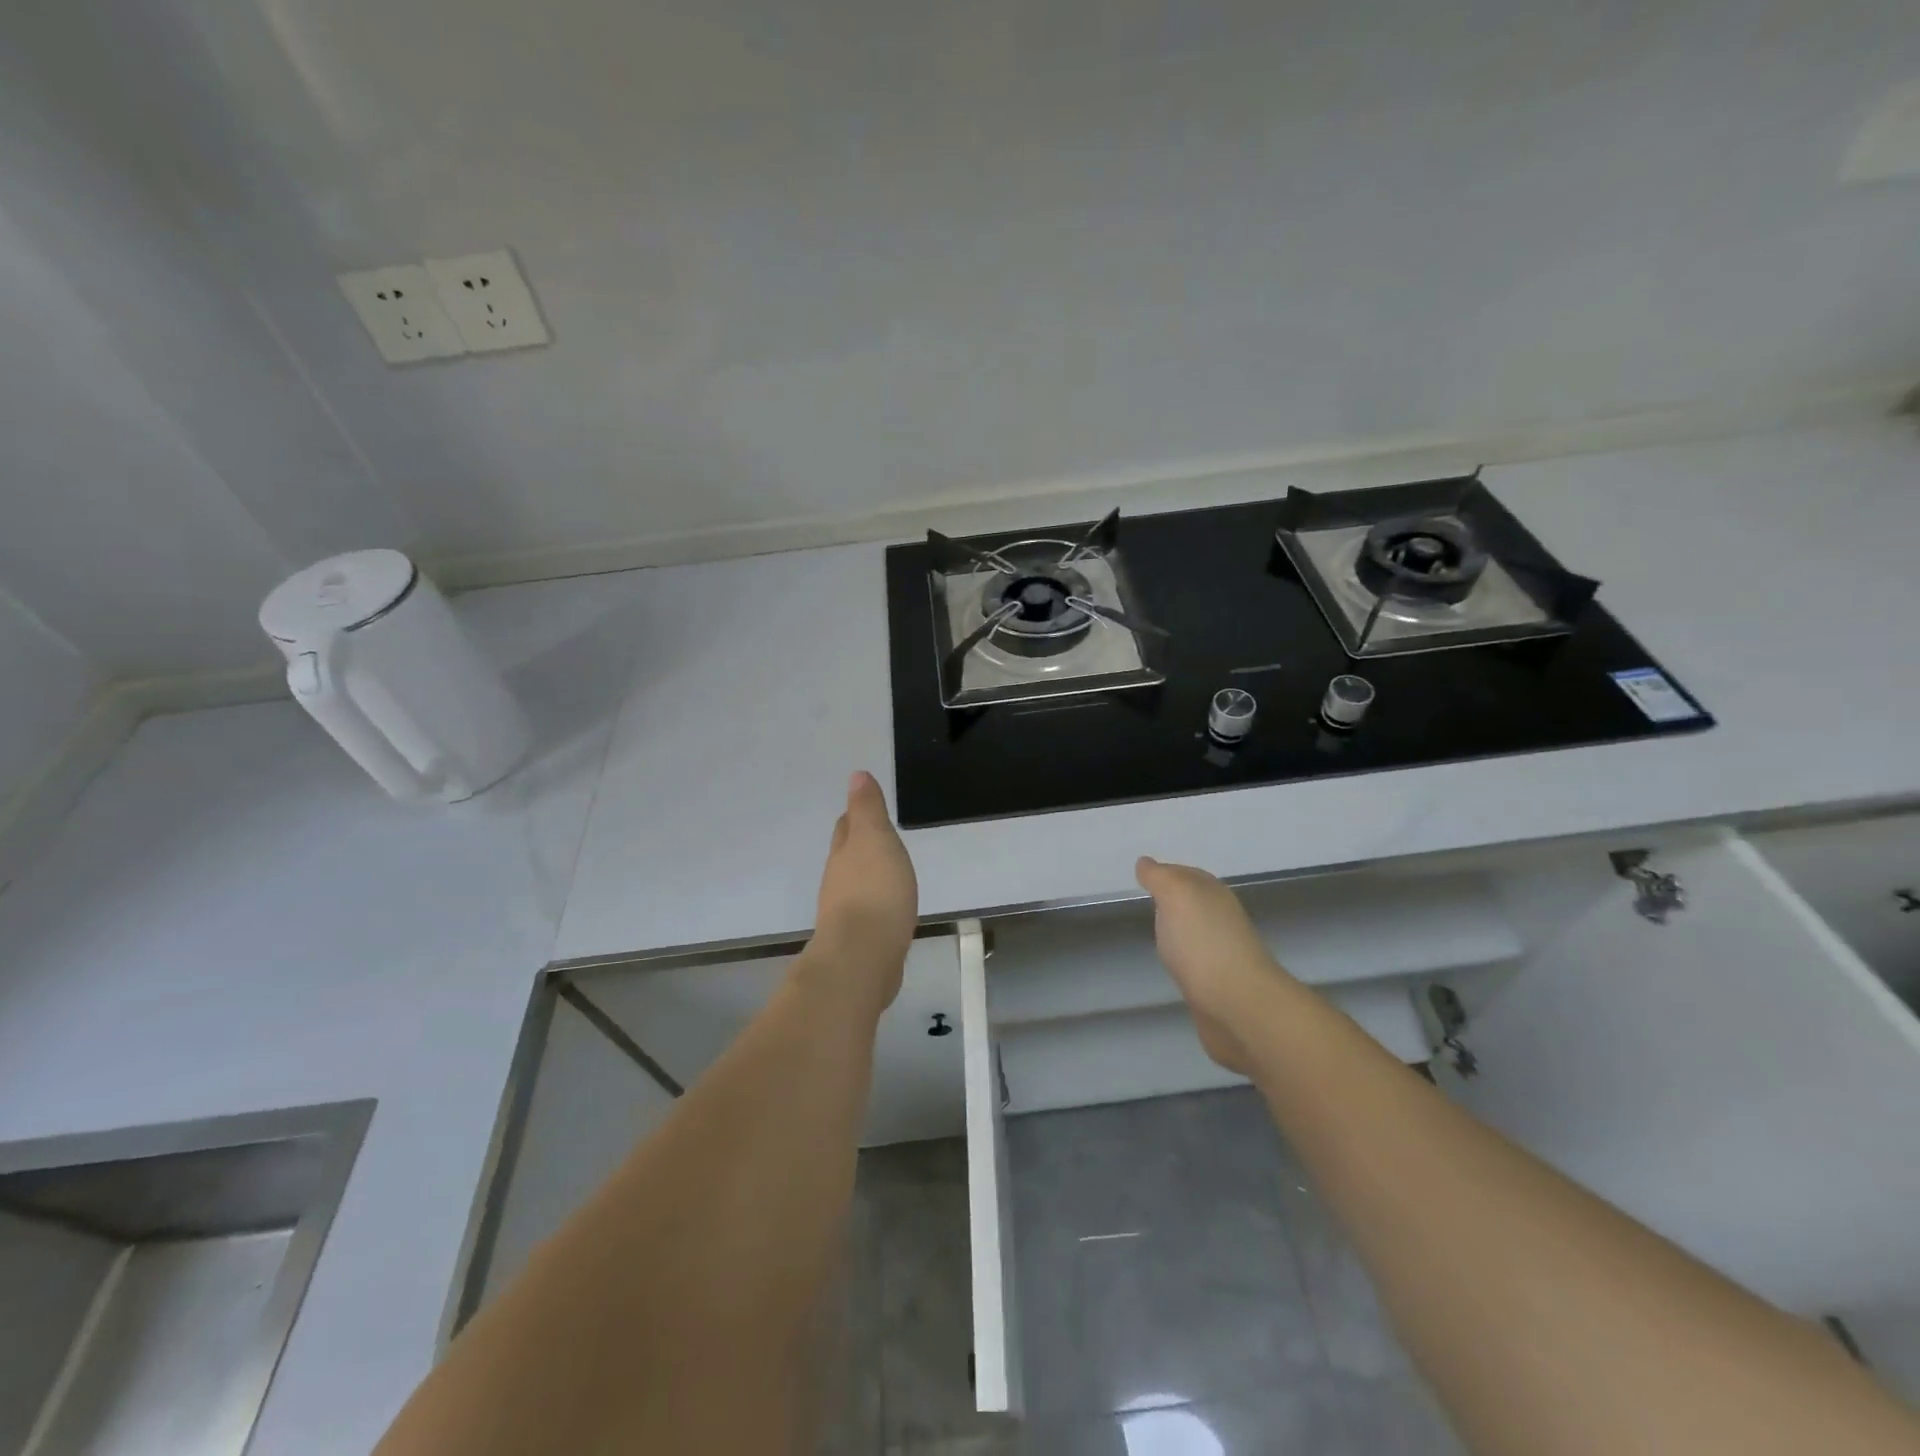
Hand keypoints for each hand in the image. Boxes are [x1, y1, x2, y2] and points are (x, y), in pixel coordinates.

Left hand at [811, 772, 918, 1010]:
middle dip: (856, 845)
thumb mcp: (875, 839)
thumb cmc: (874, 891)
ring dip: (866, 878)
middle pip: (846, 857)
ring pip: (855, 887)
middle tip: (874, 838)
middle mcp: (838, 882)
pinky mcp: (858, 941)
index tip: (864, 809)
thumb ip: (867, 809)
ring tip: (885, 874)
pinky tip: (888, 911)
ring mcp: (846, 914)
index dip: (855, 817)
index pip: (846, 828)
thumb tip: (856, 775)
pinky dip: (876, 906)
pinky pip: (868, 915)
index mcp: (844, 854)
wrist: (862, 958)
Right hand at [1135, 856, 1290, 1073]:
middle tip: (1147, 901)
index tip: (1143, 877)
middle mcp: (1222, 920)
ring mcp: (1223, 954)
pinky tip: (1173, 965)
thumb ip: (1160, 878)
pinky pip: (1197, 963)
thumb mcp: (1176, 895)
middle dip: (1174, 901)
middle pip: (1195, 903)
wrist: (1238, 1005)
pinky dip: (1185, 959)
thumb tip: (1145, 862)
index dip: (1166, 873)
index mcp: (1213, 894)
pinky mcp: (1218, 987)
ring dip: (1180, 931)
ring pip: (1197, 933)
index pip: (1187, 874)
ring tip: (1156, 932)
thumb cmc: (1203, 943)